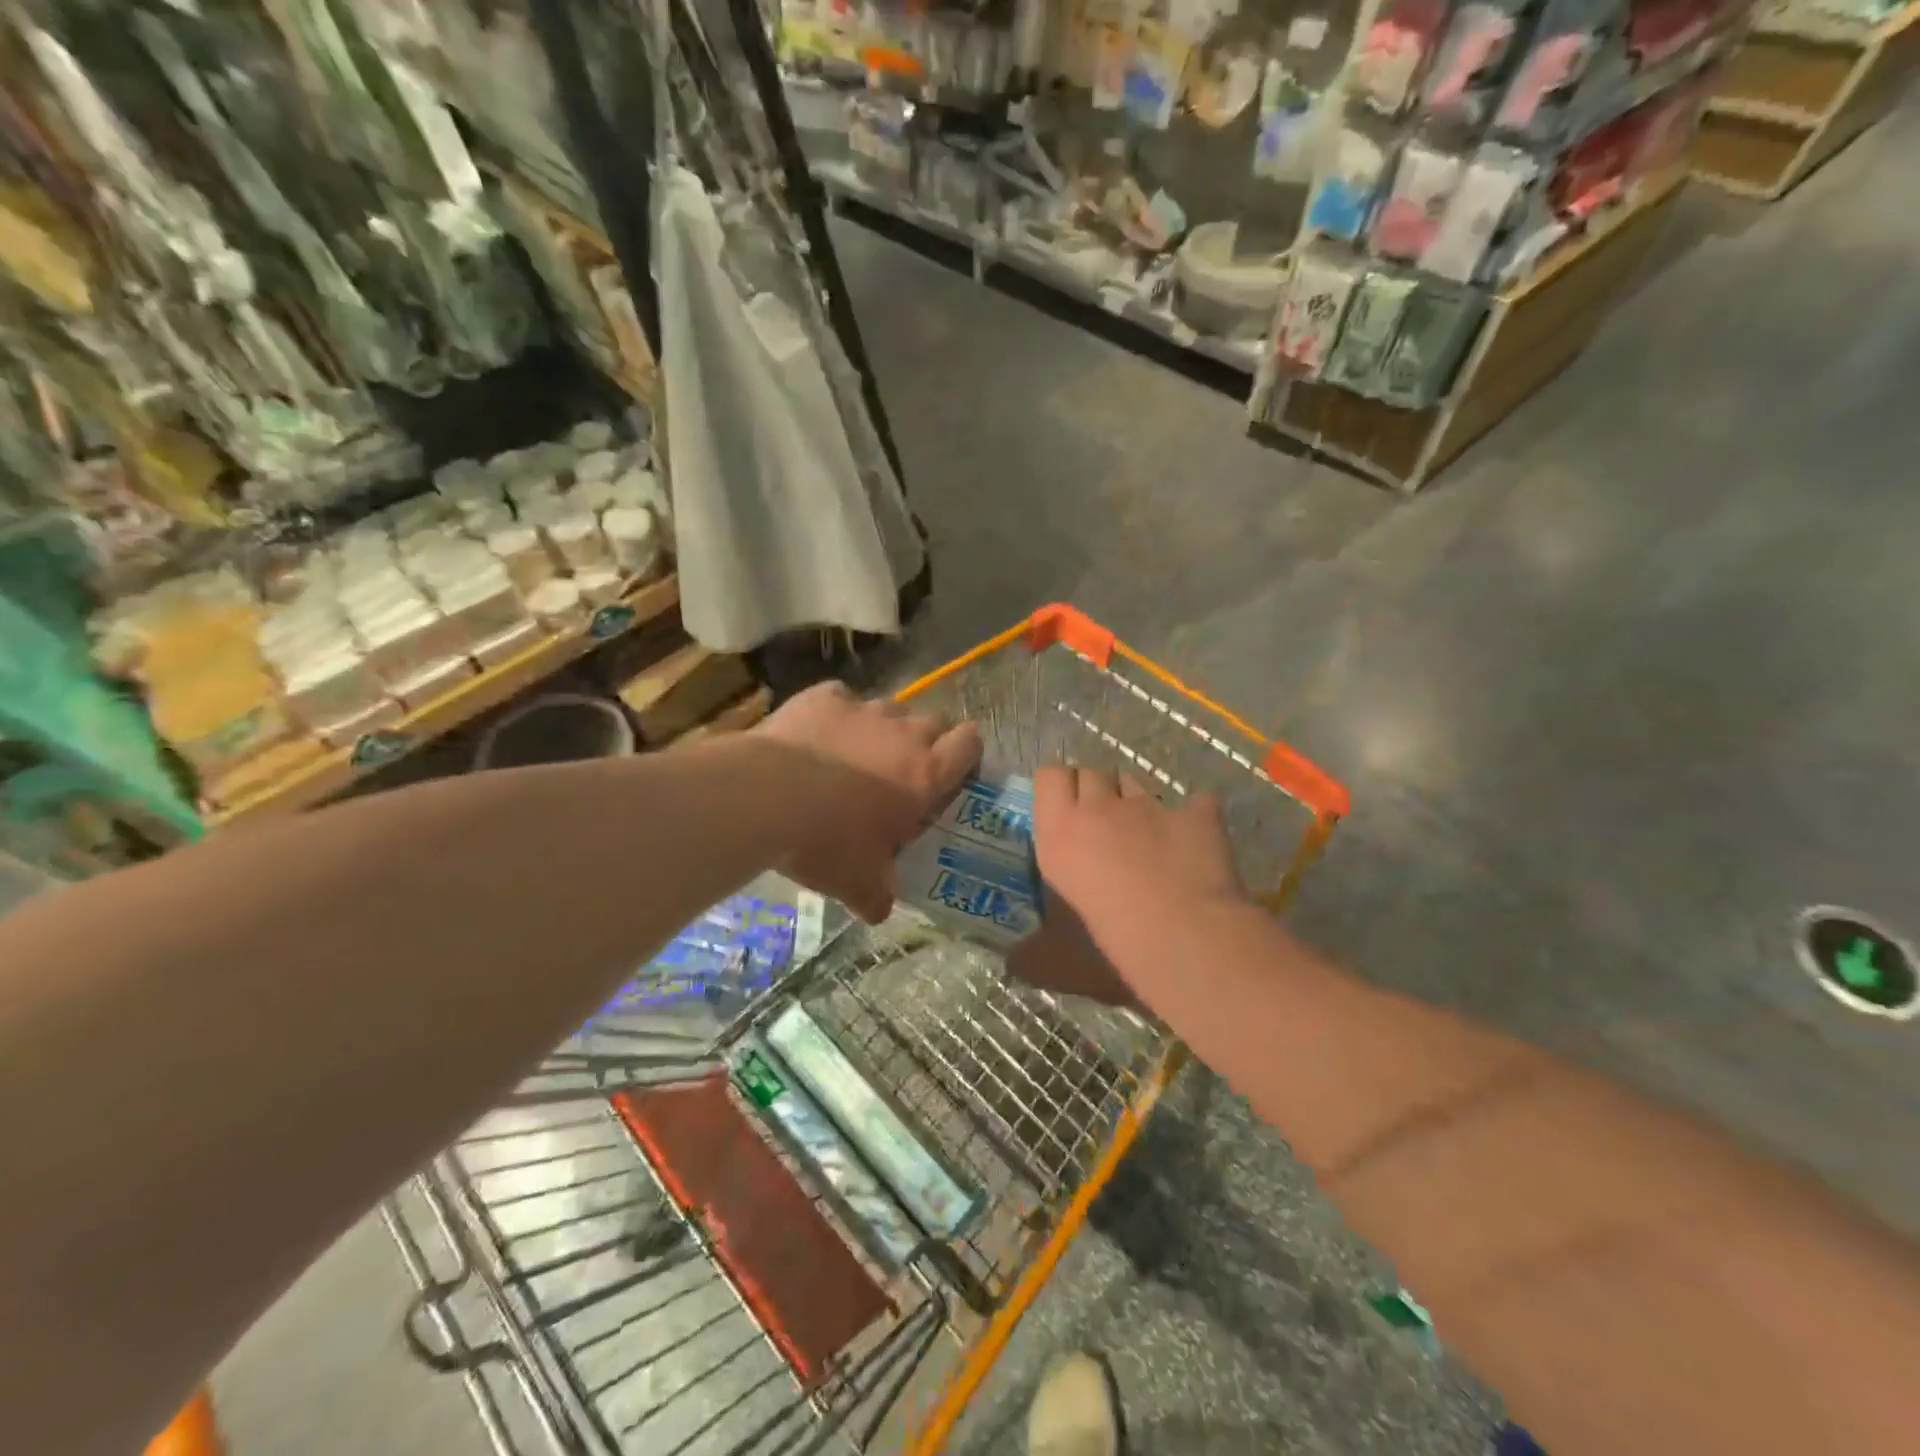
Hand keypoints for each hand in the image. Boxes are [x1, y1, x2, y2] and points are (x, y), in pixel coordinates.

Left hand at [753, 682, 980, 922]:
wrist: (765, 797)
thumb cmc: (826, 841)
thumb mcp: (858, 883)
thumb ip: (879, 895)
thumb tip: (880, 910)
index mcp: (925, 775)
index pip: (969, 744)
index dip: (967, 753)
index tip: (953, 770)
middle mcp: (903, 734)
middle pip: (934, 721)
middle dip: (925, 741)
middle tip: (903, 771)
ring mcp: (862, 709)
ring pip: (889, 708)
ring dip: (881, 729)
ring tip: (855, 755)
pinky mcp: (823, 697)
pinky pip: (841, 698)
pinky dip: (836, 714)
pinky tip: (818, 736)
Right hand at [1012, 767, 1243, 1001]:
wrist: (1185, 940)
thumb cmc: (1108, 948)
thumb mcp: (1056, 959)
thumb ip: (1031, 953)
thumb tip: (1012, 964)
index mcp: (1059, 832)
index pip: (1049, 776)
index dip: (1058, 787)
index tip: (1064, 810)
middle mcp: (1100, 808)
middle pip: (1091, 773)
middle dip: (1095, 791)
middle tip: (1102, 826)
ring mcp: (1151, 807)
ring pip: (1136, 782)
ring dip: (1135, 801)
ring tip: (1144, 833)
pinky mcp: (1196, 814)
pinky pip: (1196, 802)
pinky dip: (1193, 817)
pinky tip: (1196, 839)